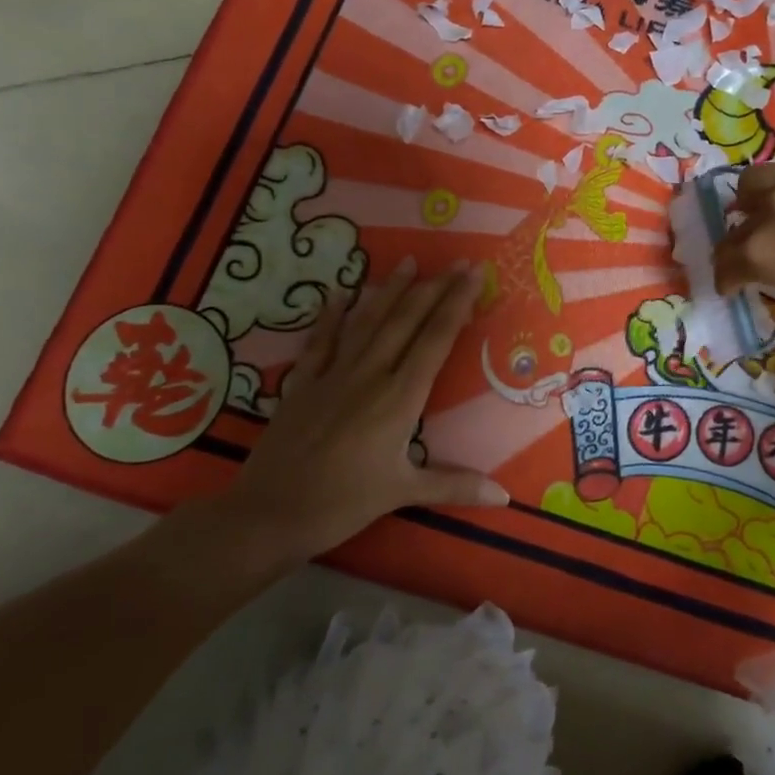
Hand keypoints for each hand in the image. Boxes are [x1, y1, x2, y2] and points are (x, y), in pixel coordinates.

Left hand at [172, 258, 507, 585]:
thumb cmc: (342, 504)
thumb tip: (505, 498)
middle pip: (406, 322)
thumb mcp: (403, 493)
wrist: (269, 513)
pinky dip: (331, 314)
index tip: (472, 275)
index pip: (435, 340)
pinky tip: (340, 292)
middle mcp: (370, 376)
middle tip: (455, 261)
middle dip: (433, 288)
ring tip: (408, 261)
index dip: (456, 304)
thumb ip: (455, 486)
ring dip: (390, 290)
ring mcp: (333, 375)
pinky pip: (321, 340)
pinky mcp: (303, 383)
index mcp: (399, 399)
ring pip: (367, 322)